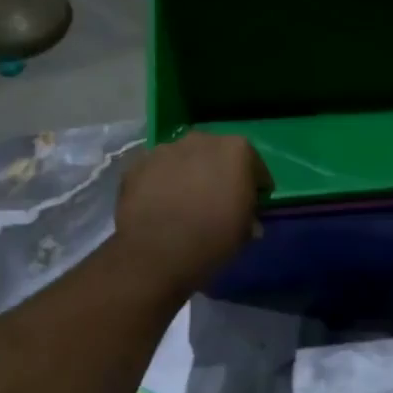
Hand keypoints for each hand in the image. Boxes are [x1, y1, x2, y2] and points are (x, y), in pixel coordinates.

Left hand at [116, 132, 271, 294]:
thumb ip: (249, 215)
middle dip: (219, 173)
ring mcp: (165, 149)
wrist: (157, 252)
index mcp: (236, 150)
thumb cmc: (213, 239)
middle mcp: (201, 139)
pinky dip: (161, 184)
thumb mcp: (246, 232)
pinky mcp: (137, 165)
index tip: (253, 203)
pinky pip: (157, 172)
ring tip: (185, 203)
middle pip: (216, 155)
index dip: (256, 186)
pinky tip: (161, 206)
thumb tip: (247, 219)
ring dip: (188, 175)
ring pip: (183, 159)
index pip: (255, 166)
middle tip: (218, 200)